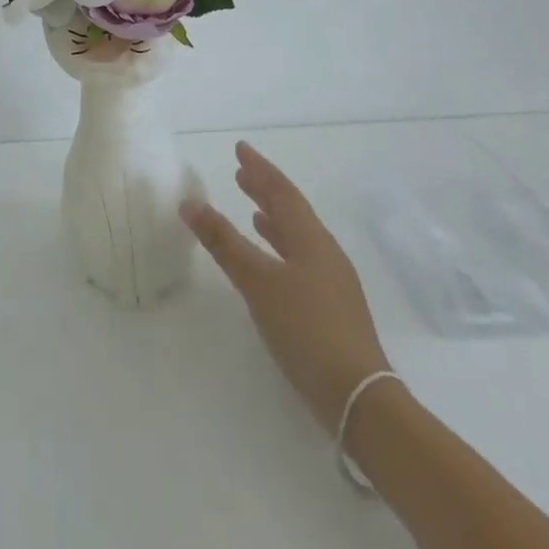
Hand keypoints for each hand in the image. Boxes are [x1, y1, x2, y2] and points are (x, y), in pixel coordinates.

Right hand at [183, 141, 391, 427]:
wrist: (359, 399)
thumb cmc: (306, 329)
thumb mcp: (257, 282)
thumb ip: (223, 242)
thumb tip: (189, 202)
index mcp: (311, 239)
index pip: (282, 192)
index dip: (260, 169)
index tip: (241, 149)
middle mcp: (325, 253)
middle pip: (292, 211)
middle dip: (266, 191)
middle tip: (241, 174)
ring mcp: (332, 282)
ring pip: (298, 237)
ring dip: (273, 220)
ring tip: (253, 211)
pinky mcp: (332, 310)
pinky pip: (301, 261)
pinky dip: (281, 250)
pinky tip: (271, 262)